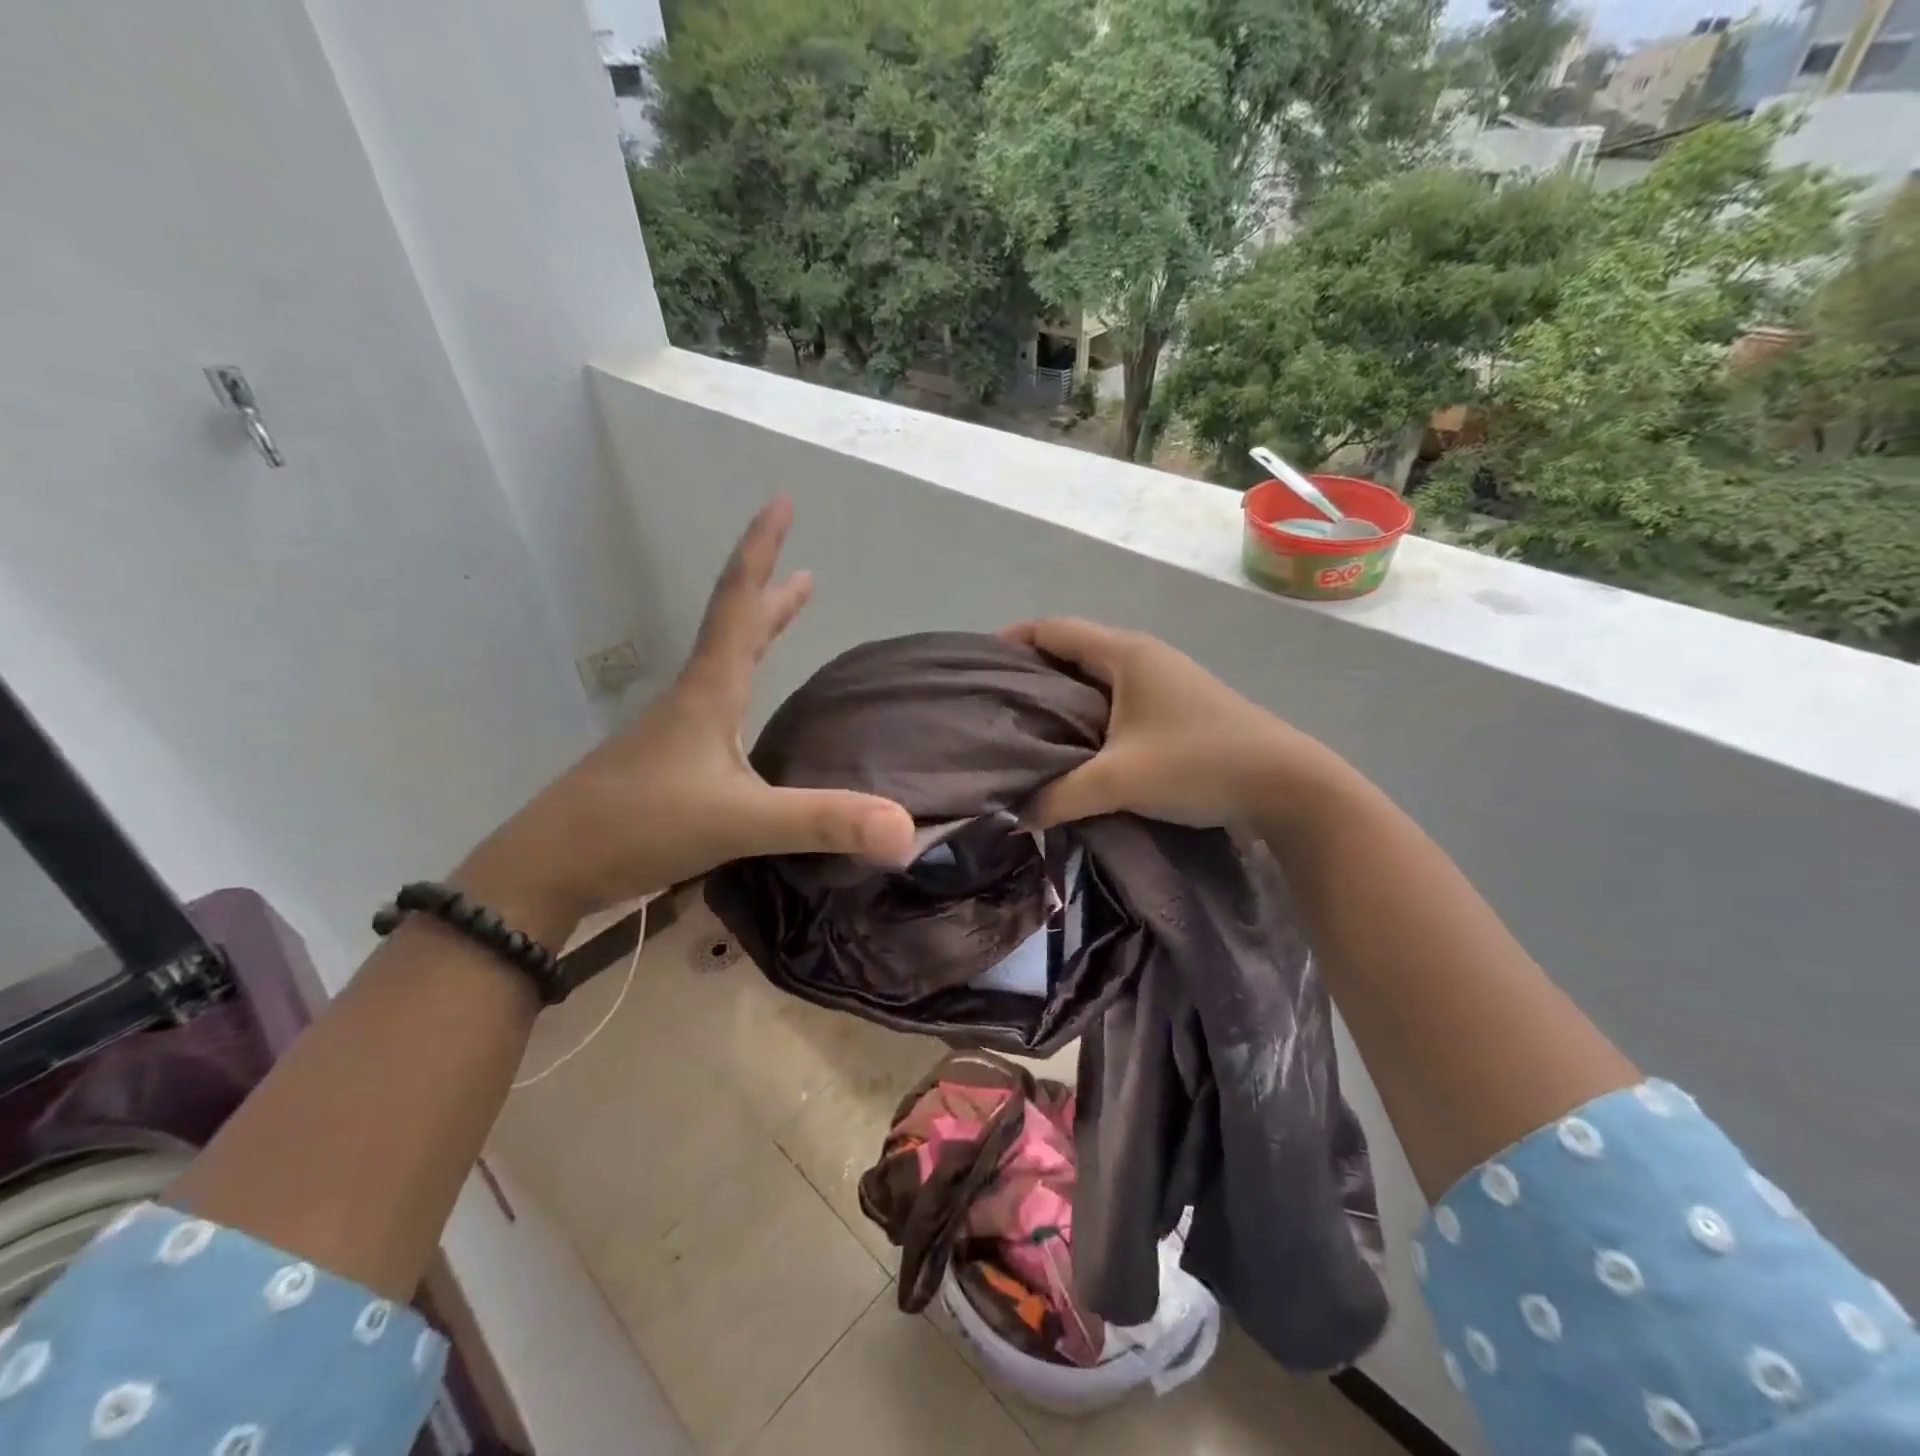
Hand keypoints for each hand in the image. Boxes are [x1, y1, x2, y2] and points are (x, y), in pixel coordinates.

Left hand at [462, 498, 915, 933]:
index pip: (740, 604)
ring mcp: (673, 731)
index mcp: (709, 691)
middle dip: (770, 593)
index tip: (780, 501)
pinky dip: (744, 683)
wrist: (547, 868)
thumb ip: (822, 822)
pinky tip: (748, 715)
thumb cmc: (639, 827)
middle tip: (806, 572)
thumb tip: (905, 831)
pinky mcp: (666, 762)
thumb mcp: (740, 823)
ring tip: (786, 617)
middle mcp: (692, 699)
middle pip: (735, 628)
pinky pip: (716, 703)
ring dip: (757, 634)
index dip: (762, 550)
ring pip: (724, 664)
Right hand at [1000, 618, 1332, 830]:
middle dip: (1029, 674)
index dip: (1010, 641)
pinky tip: (1074, 748)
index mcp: (1124, 653)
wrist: (1288, 784)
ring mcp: (1163, 680)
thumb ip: (1058, 797)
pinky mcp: (1176, 707)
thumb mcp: (1119, 781)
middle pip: (1070, 651)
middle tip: (993, 709)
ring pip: (1094, 678)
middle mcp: (1142, 656)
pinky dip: (1087, 714)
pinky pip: (1116, 699)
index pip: (1051, 629)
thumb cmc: (1198, 763)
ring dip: (1060, 698)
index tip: (976, 670)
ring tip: (1024, 731)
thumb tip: (1010, 818)